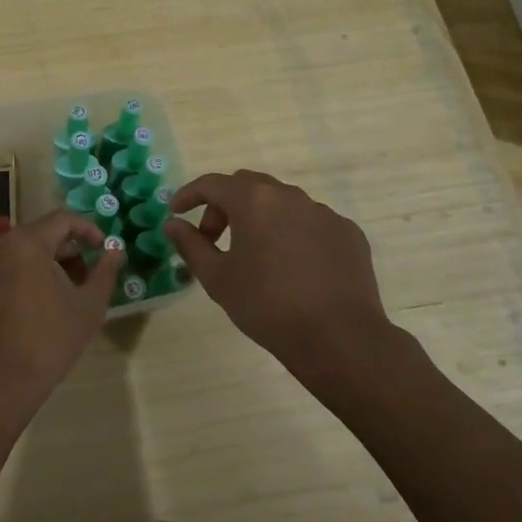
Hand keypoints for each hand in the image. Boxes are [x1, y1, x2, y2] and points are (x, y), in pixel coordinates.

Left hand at [0, 209, 121, 431]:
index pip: (62, 219)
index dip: (88, 230)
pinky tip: (31, 315)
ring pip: (17, 257)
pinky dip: (19, 283)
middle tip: (86, 279)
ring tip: (62, 298)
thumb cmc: (48, 341)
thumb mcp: (88, 307)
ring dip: (43, 268)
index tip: (103, 249)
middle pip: (38, 236)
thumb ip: (104, 273)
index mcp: (26, 243)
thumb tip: (116, 251)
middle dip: (66, 253)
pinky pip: (0, 277)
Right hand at [166, 170, 426, 395]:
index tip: (176, 212)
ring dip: (260, 217)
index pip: (212, 183)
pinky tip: (292, 266)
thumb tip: (173, 223)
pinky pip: (311, 223)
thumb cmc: (267, 305)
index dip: (189, 195)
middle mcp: (290, 196)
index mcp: (254, 200)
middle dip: (224, 205)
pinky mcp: (348, 233)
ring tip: (254, 254)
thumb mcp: (217, 278)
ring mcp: (324, 213)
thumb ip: (190, 245)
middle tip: (213, 237)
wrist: (339, 338)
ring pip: (282, 202)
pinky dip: (292, 233)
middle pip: (247, 186)